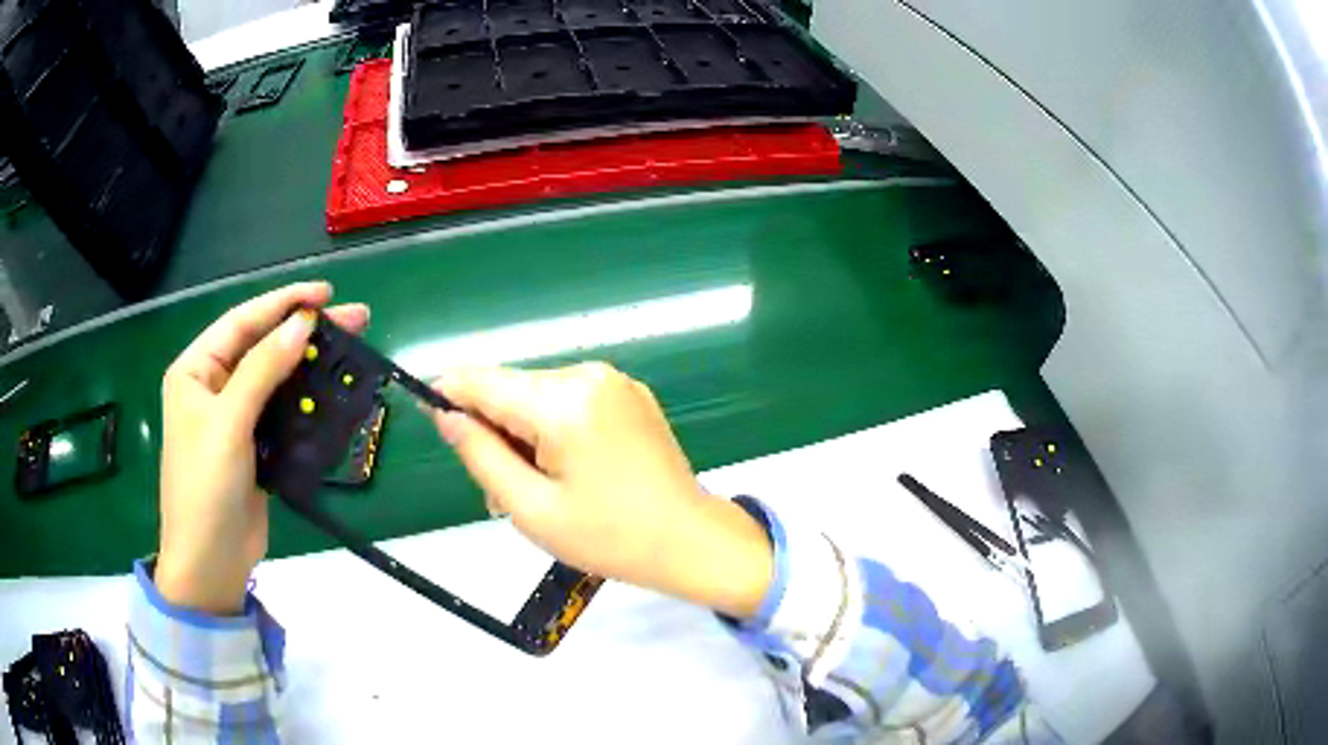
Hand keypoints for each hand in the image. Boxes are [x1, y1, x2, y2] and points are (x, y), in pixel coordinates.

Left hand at [156, 282, 368, 614]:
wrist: (211, 562)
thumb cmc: (205, 487)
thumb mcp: (228, 423)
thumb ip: (263, 369)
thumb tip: (303, 323)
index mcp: (195, 370)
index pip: (242, 322)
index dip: (283, 303)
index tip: (326, 293)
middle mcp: (213, 386)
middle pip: (261, 346)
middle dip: (303, 330)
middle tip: (353, 317)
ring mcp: (233, 417)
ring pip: (275, 378)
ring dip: (309, 365)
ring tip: (350, 350)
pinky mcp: (253, 445)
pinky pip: (281, 411)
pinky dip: (306, 401)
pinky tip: (331, 392)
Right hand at [429, 363, 772, 618]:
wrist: (690, 541)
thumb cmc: (609, 538)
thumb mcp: (530, 508)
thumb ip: (480, 455)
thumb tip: (445, 415)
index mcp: (563, 403)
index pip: (483, 381)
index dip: (449, 395)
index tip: (430, 417)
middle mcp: (588, 376)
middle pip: (512, 390)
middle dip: (494, 433)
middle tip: (502, 492)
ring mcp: (614, 382)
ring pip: (538, 397)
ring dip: (523, 435)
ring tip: (538, 490)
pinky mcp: (629, 394)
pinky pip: (570, 402)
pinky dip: (554, 430)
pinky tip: (569, 471)